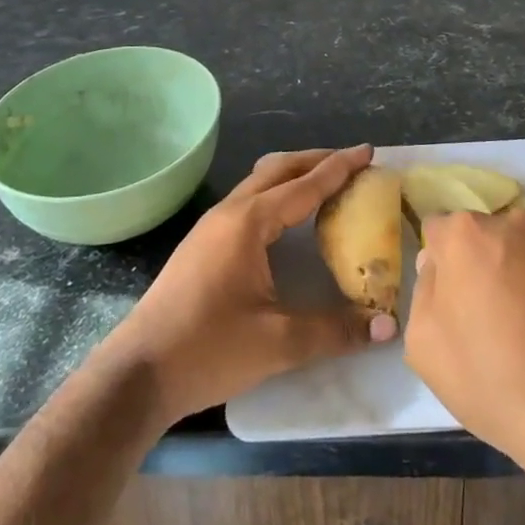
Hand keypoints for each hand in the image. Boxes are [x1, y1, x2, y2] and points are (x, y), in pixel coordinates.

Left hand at [104, 146, 394, 426]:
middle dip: (316, 160)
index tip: (368, 151)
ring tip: (324, 184)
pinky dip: (276, 194)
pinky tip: (286, 220)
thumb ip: (334, 331)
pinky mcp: (202, 243)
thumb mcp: (278, 343)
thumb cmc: (208, 349)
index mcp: (249, 223)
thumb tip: (386, 328)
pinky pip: (248, 200)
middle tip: (351, 163)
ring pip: (259, 182)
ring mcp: (211, 226)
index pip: (305, 185)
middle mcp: (230, 212)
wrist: (138, 373)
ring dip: (293, 175)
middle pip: (279, 169)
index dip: (339, 168)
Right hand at [404, 210, 524, 478]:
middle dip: (491, 263)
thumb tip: (439, 265)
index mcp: (467, 234)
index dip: (445, 263)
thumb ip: (425, 289)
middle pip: (494, 235)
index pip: (443, 231)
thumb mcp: (424, 346)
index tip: (456, 297)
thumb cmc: (493, 383)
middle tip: (501, 315)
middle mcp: (518, 222)